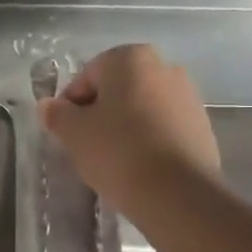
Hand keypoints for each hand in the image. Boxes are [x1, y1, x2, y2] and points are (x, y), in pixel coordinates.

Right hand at [38, 44, 220, 217]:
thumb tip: (49, 106)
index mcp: (131, 58)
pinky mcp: (202, 127)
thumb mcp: (74, 133)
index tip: (65, 133)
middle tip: (86, 146)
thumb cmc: (118, 151)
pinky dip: (148, 142)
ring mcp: (188, 97)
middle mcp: (164, 67)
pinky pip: (162, 129)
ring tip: (113, 161)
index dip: (70, 105)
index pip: (86, 77)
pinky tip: (138, 168)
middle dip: (99, 114)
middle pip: (117, 91)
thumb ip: (57, 114)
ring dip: (124, 128)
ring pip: (141, 110)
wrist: (177, 193)